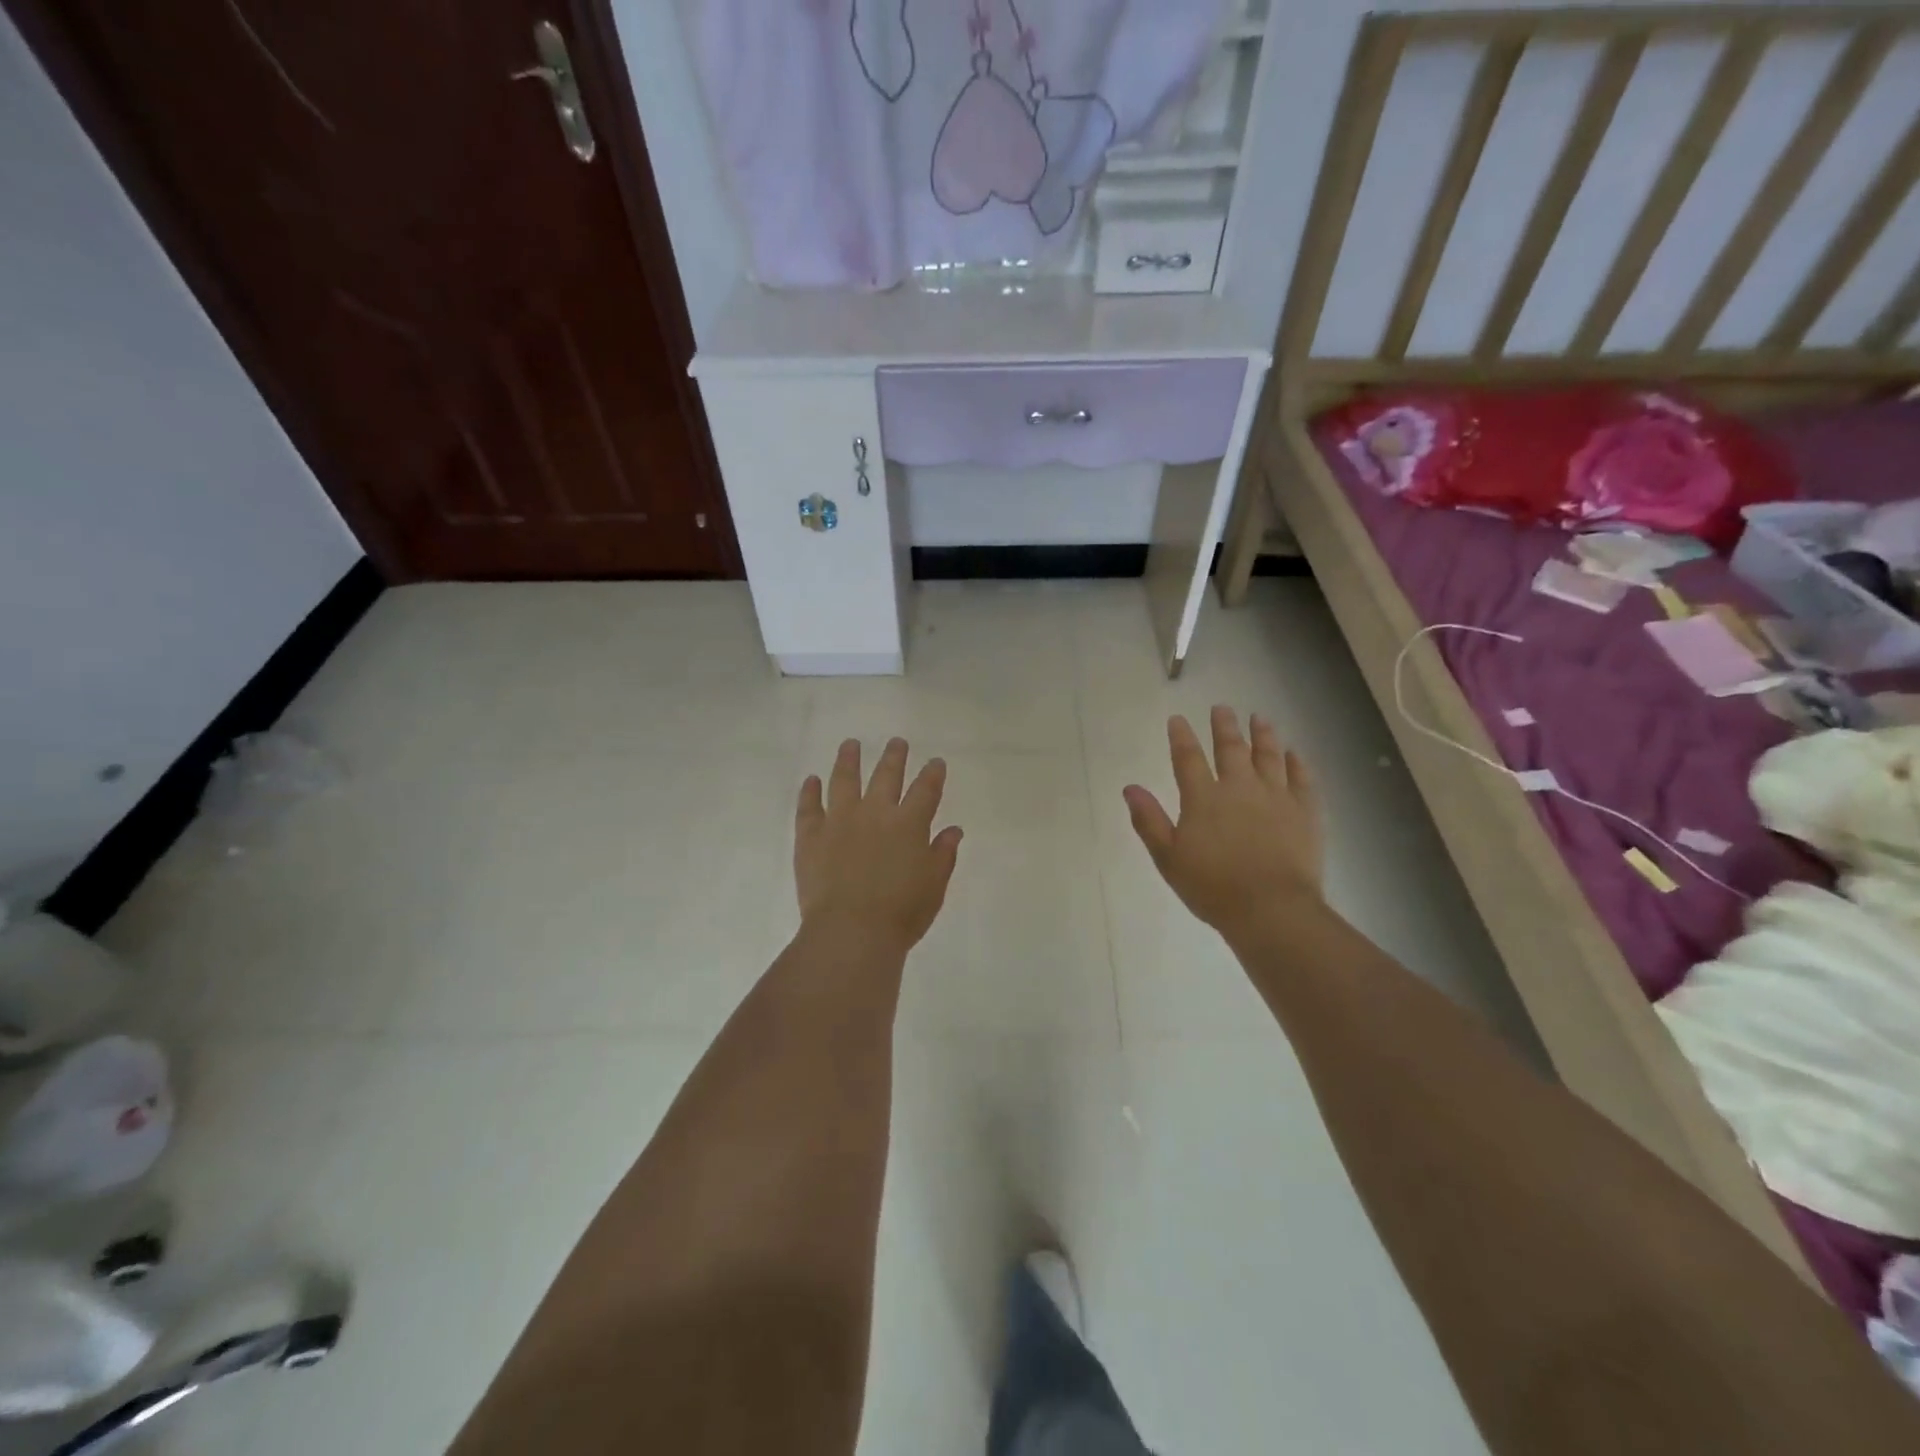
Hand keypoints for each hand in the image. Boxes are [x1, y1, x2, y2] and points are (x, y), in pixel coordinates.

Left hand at [794, 738, 963, 956]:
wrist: (851, 931)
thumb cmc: (901, 913)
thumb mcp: (933, 886)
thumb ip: (943, 854)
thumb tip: (952, 830)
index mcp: (909, 824)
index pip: (926, 790)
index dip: (933, 774)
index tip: (935, 762)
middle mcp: (875, 813)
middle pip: (886, 776)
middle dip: (894, 757)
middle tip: (896, 742)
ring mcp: (840, 820)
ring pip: (844, 780)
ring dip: (848, 760)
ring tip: (850, 744)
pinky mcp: (811, 836)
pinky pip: (809, 807)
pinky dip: (810, 792)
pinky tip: (812, 780)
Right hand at [1123, 707, 1323, 942]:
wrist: (1271, 909)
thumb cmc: (1212, 887)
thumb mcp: (1168, 857)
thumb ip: (1148, 820)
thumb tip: (1130, 787)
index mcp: (1203, 798)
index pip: (1188, 758)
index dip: (1181, 737)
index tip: (1177, 719)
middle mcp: (1240, 787)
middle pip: (1231, 748)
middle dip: (1224, 726)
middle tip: (1222, 708)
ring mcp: (1276, 797)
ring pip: (1269, 756)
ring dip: (1263, 735)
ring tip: (1260, 718)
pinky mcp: (1305, 811)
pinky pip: (1303, 779)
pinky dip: (1298, 763)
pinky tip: (1295, 753)